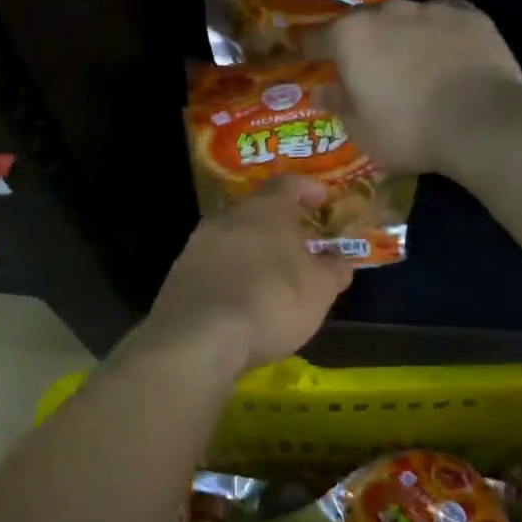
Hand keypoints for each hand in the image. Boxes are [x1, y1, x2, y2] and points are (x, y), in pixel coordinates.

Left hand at [141, 178, 353, 372]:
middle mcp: (228, 217)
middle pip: (257, 211)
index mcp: (264, 209)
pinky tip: (242, 299)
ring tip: (273, 275)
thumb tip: (340, 259)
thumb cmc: (271, 301)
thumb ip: (334, 269)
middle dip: (279, 225)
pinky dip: (232, 275)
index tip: (323, 199)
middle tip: (300, 244)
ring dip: (253, 251)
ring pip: (233, 238)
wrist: (198, 338)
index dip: (308, 189)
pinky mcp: (180, 274)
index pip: (288, 184)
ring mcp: (198, 244)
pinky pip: (214, 265)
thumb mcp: (319, 289)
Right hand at [312, 0, 521, 174]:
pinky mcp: (469, 14)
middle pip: (362, 24)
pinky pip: (443, 19)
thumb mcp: (362, 131)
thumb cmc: (409, 130)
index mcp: (351, 37)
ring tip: (408, 62)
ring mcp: (430, 9)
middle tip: (363, 67)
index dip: (308, 49)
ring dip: (399, 37)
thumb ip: (339, 105)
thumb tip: (323, 91)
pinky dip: (438, 33)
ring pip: (404, 19)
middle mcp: (386, 12)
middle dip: (359, 43)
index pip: (317, 38)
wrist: (483, 122)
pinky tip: (445, 53)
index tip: (304, 57)